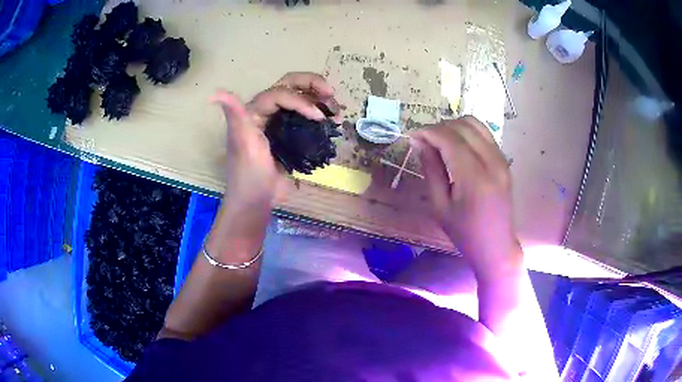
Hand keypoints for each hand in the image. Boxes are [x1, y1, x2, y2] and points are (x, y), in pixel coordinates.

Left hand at [211, 72, 338, 207]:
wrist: (257, 200)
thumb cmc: (248, 174)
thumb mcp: (242, 144)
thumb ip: (234, 115)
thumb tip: (213, 94)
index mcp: (254, 110)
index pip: (281, 93)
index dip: (301, 100)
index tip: (318, 117)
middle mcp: (268, 111)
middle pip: (292, 86)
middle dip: (313, 85)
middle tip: (332, 95)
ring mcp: (281, 123)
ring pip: (302, 99)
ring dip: (321, 100)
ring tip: (336, 113)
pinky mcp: (292, 135)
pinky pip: (307, 117)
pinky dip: (322, 116)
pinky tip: (334, 122)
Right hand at [409, 116, 521, 280]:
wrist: (496, 246)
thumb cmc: (465, 233)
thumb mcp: (440, 206)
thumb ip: (432, 170)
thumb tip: (420, 143)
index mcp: (475, 178)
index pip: (450, 140)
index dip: (429, 132)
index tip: (412, 136)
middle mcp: (492, 162)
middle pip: (464, 127)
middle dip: (440, 127)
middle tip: (424, 139)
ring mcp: (501, 160)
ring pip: (476, 125)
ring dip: (454, 126)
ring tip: (439, 139)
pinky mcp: (504, 161)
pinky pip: (485, 134)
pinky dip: (467, 132)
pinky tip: (457, 145)